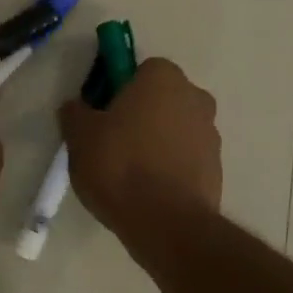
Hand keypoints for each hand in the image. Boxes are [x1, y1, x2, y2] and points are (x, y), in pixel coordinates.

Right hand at [60, 57, 220, 236]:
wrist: (166, 222)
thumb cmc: (119, 165)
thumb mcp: (80, 136)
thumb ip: (75, 113)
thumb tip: (76, 107)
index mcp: (163, 78)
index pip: (139, 71)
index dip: (117, 90)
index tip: (101, 115)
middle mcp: (195, 97)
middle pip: (160, 99)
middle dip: (140, 114)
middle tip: (111, 143)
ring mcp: (211, 134)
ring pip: (175, 129)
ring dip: (157, 142)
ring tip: (129, 174)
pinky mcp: (217, 168)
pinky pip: (186, 158)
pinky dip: (170, 167)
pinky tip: (148, 191)